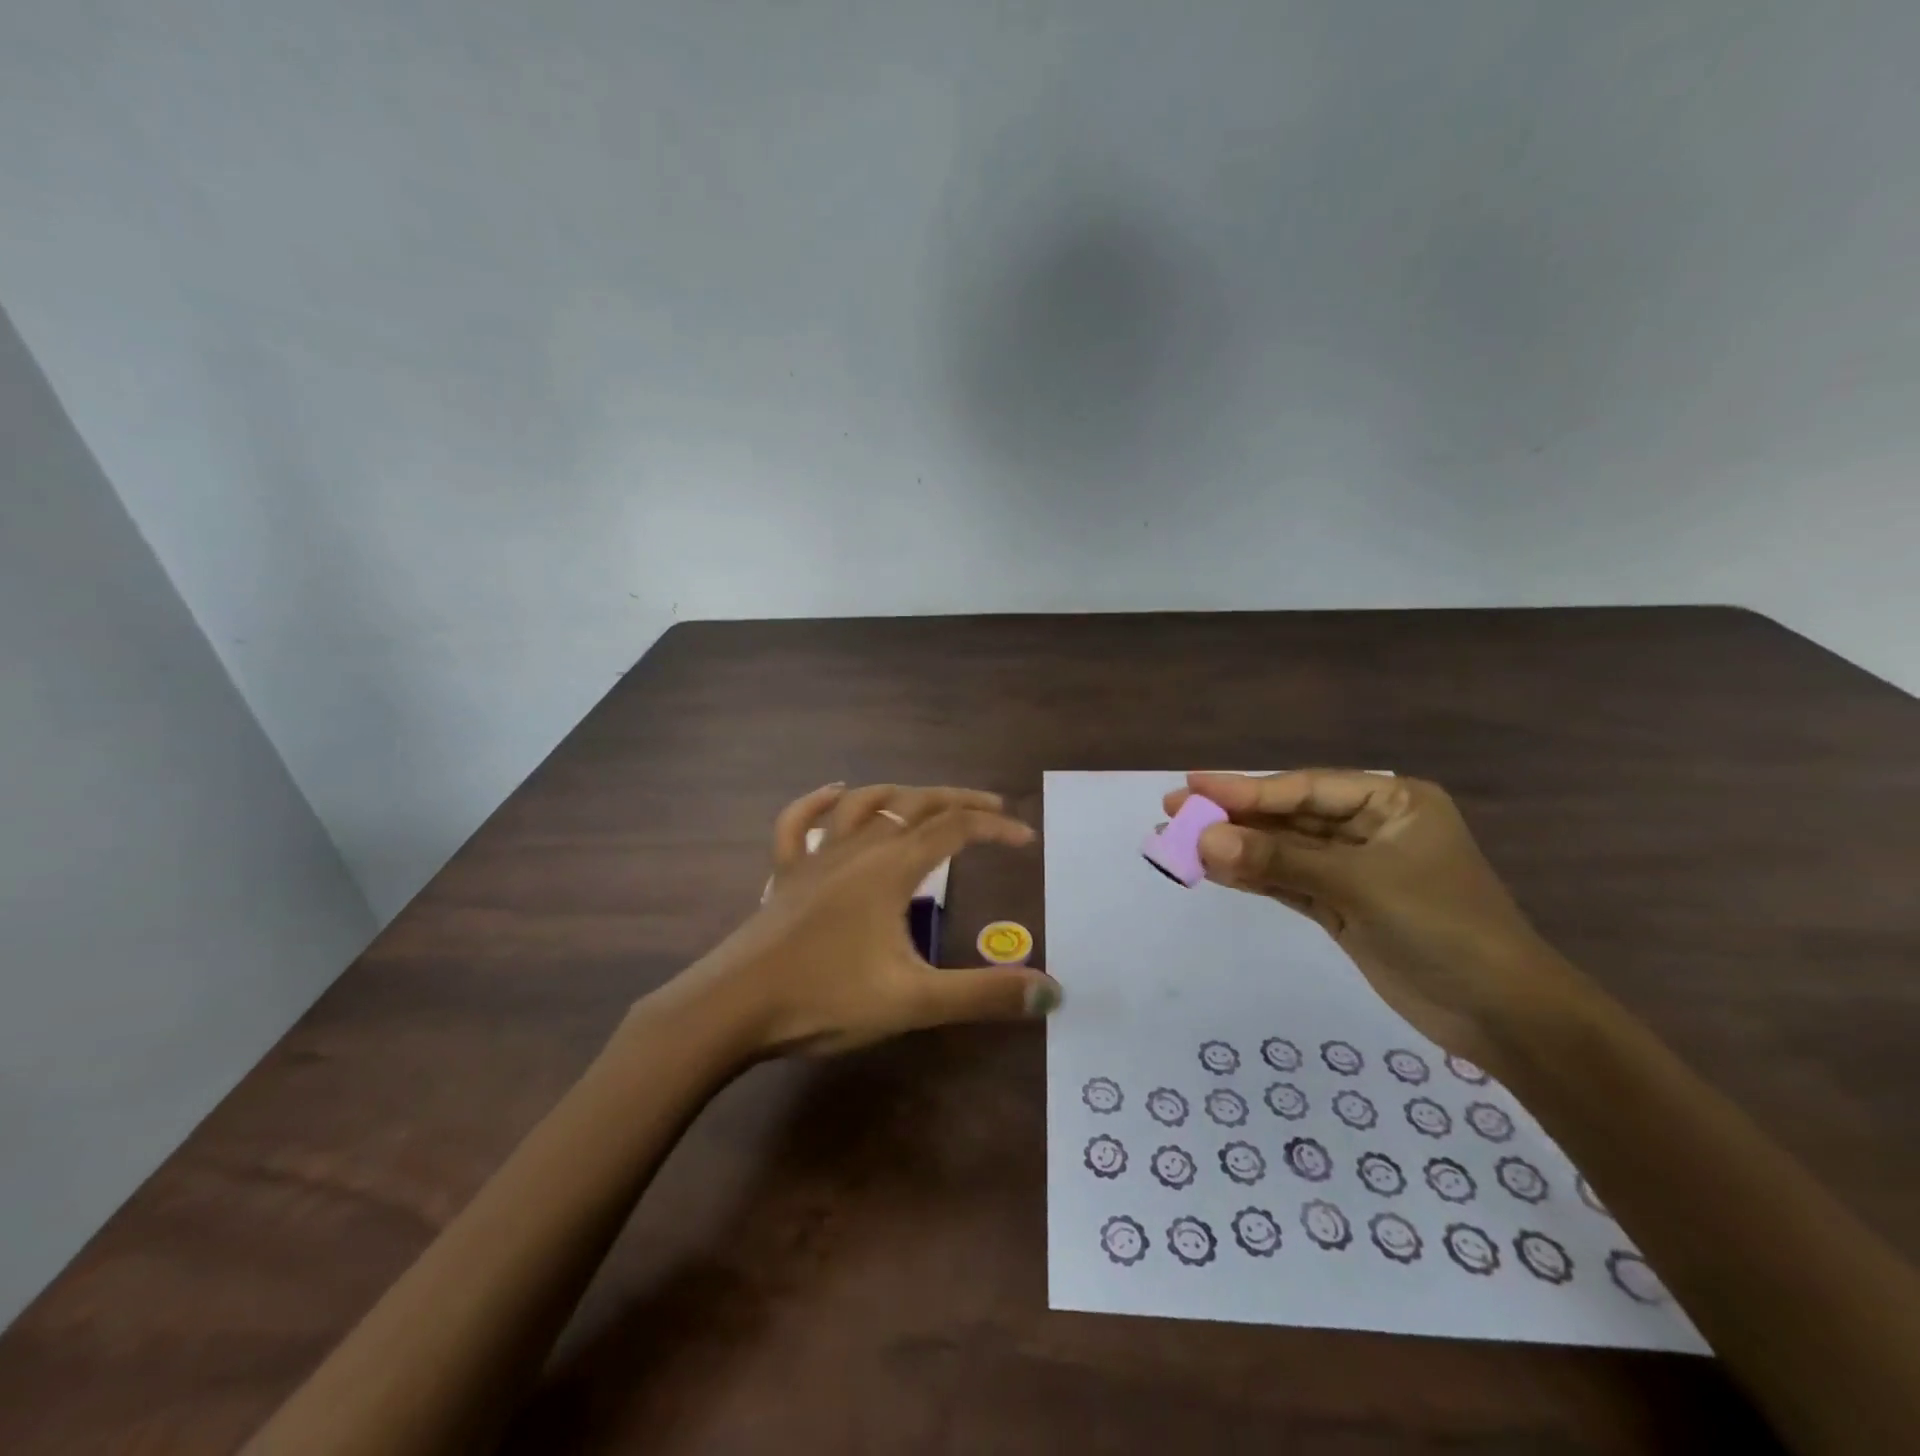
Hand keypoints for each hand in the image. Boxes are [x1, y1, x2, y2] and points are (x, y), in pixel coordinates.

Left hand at [655, 783, 1062, 1056]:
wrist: (732, 1009)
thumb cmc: (825, 999)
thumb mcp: (914, 1001)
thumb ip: (983, 994)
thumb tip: (1052, 990)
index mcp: (890, 869)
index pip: (954, 830)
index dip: (993, 828)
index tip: (1024, 839)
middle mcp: (857, 849)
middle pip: (915, 805)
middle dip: (958, 800)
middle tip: (992, 806)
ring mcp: (816, 858)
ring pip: (864, 805)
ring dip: (901, 794)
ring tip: (927, 799)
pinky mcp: (785, 874)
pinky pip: (799, 824)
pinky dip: (819, 802)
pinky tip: (835, 793)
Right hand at [1165, 770, 1581, 1062]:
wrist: (1502, 1016)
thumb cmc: (1443, 927)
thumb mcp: (1358, 885)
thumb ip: (1278, 861)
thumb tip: (1203, 841)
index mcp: (1392, 802)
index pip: (1305, 788)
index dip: (1245, 789)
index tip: (1192, 786)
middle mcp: (1371, 828)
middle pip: (1289, 816)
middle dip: (1233, 817)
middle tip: (1173, 810)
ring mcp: (1355, 870)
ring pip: (1283, 851)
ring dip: (1235, 848)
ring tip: (1178, 840)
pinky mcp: (1343, 907)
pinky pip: (1287, 882)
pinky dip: (1252, 878)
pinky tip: (1212, 870)